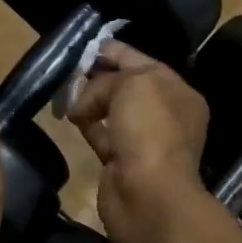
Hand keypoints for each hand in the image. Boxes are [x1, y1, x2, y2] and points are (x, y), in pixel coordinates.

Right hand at [66, 41, 210, 242]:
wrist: (148, 195)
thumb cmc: (149, 131)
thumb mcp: (132, 85)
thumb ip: (106, 81)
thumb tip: (83, 102)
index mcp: (177, 91)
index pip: (141, 61)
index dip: (113, 51)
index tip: (84, 47)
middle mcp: (164, 114)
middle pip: (125, 86)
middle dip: (98, 76)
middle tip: (68, 71)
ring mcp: (142, 140)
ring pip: (111, 111)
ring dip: (89, 101)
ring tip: (64, 94)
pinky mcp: (121, 161)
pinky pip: (101, 134)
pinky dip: (87, 125)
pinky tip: (70, 118)